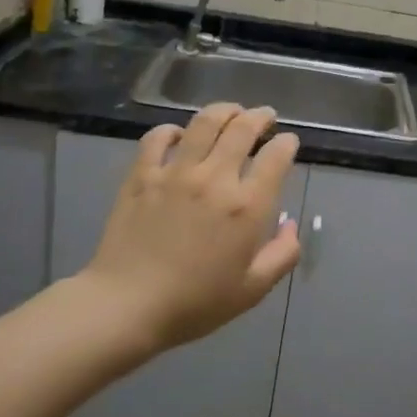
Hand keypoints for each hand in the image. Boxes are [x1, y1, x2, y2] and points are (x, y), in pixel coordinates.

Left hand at [84, 104, 301, 351]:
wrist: (127, 305)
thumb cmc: (196, 303)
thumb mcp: (253, 289)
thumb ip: (283, 254)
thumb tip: (290, 225)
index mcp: (247, 206)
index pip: (276, 157)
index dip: (287, 144)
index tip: (288, 143)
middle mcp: (215, 179)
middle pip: (243, 129)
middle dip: (260, 117)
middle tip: (264, 117)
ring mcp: (175, 173)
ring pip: (204, 123)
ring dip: (224, 111)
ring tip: (231, 113)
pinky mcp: (142, 175)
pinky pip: (158, 137)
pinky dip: (173, 130)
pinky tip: (180, 135)